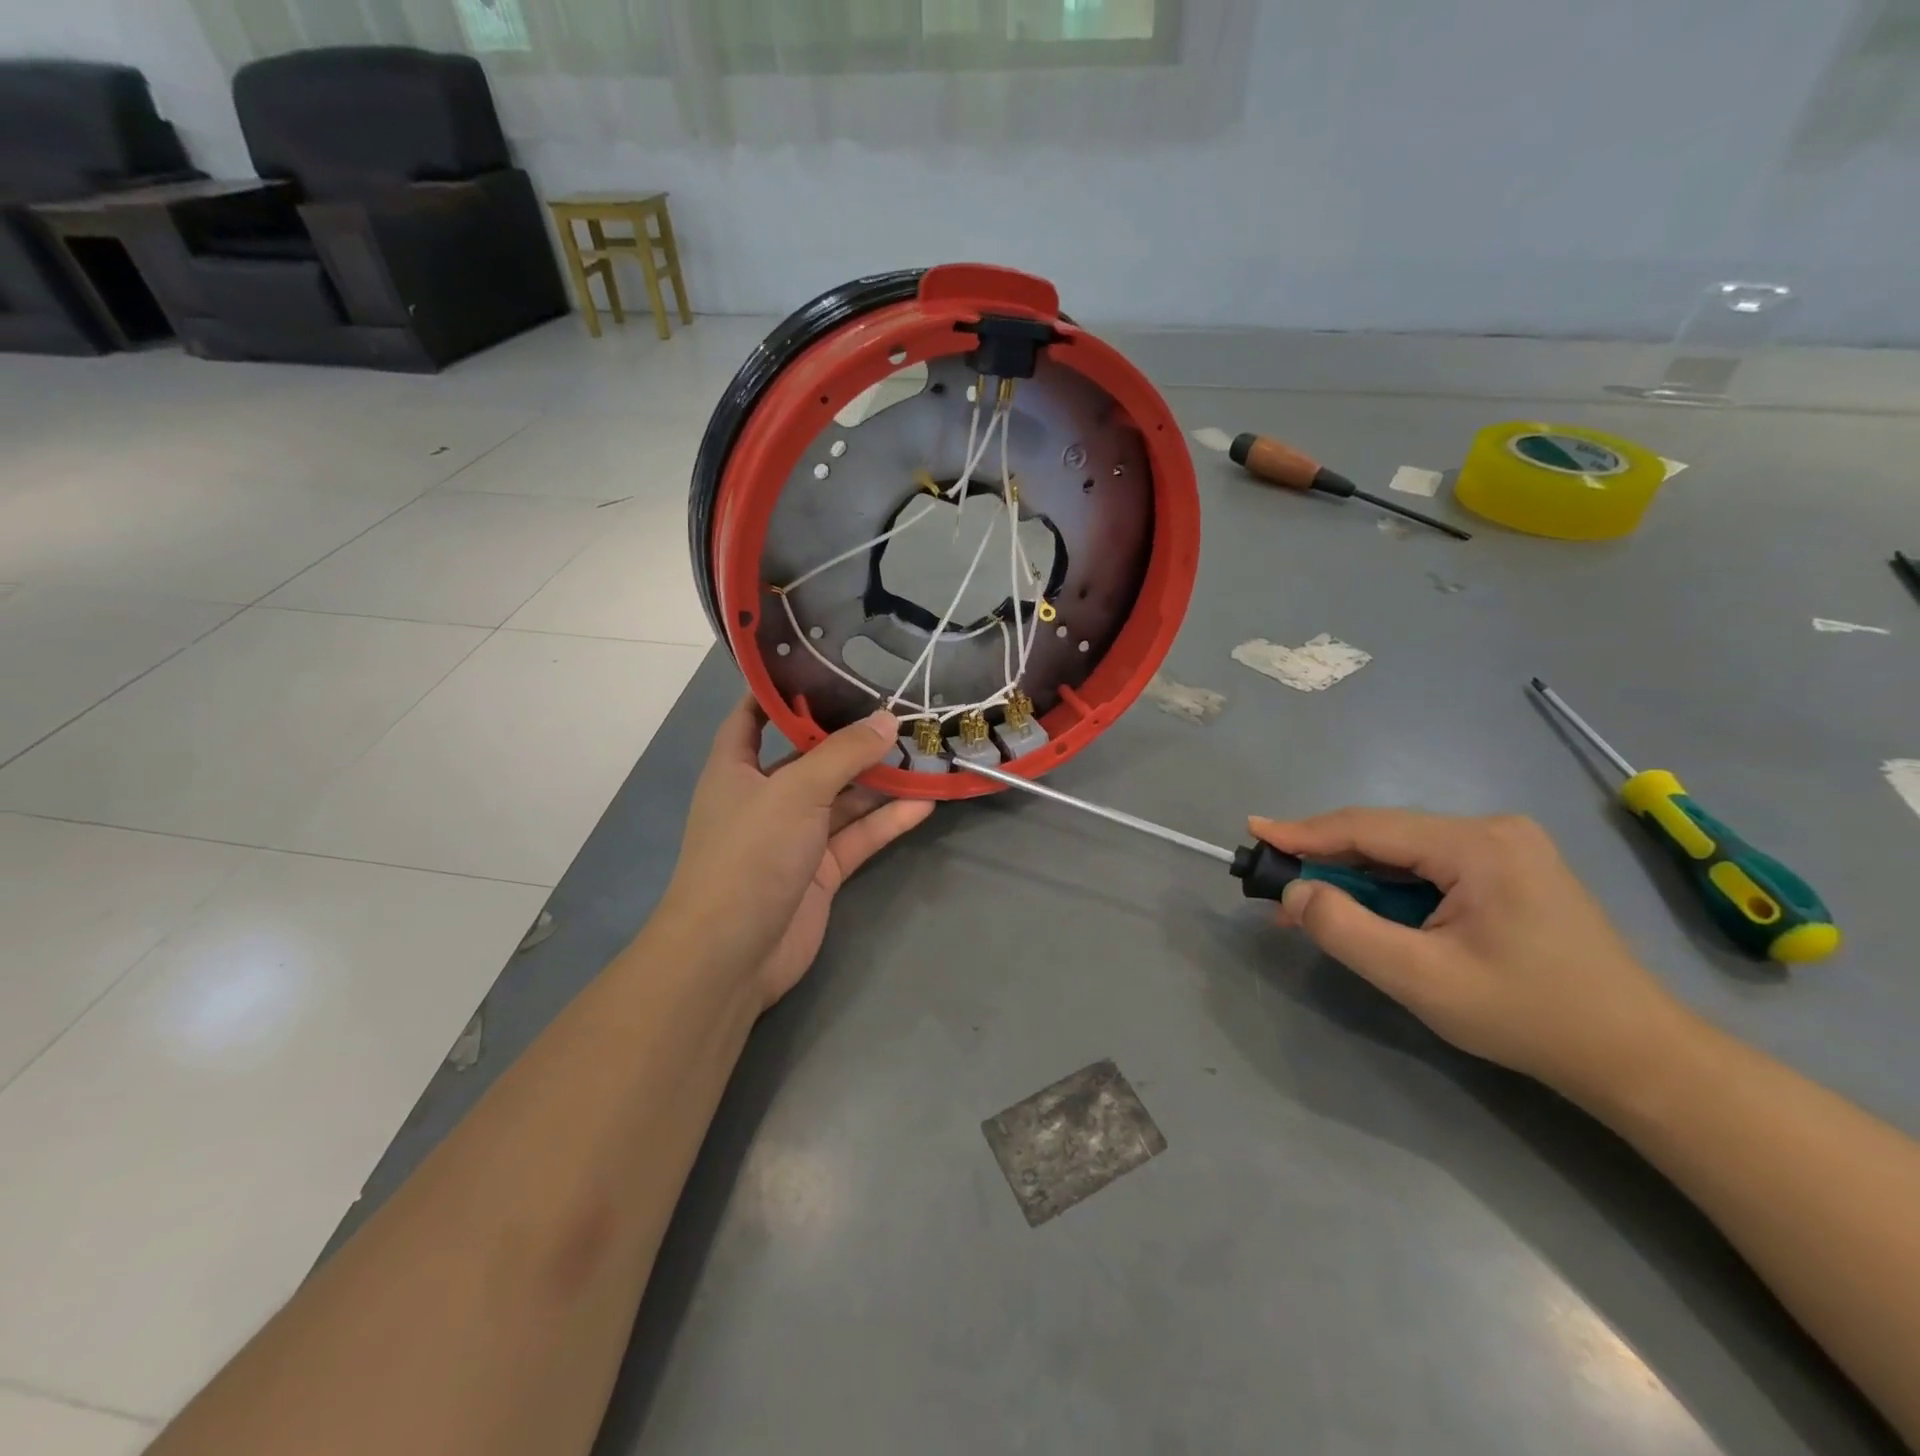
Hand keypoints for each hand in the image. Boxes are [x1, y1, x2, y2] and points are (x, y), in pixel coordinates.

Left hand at [661, 698, 933, 1010]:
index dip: (783, 689)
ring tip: (925, 752)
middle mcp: (766, 796)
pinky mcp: (821, 870)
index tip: (827, 664)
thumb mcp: (795, 792)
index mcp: (737, 767)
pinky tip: (925, 802)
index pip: (754, 715)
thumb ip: (843, 754)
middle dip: (852, 736)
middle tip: (900, 709)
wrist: (732, 955)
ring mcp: (795, 835)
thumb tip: (886, 720)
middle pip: (813, 756)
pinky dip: (888, 821)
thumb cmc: (749, 855)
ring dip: (880, 780)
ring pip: (844, 798)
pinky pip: (859, 836)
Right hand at [1250, 810, 1694, 1106]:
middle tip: (1274, 883)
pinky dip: (1388, 888)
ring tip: (1310, 904)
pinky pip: (1427, 866)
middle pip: (1384, 836)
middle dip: (1326, 859)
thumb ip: (1346, 930)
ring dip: (1355, 878)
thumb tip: (1294, 891)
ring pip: (1403, 852)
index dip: (1304, 832)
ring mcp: (1505, 847)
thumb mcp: (1421, 979)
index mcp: (1477, 845)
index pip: (1368, 827)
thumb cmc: (1527, 1016)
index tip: (1253, 831)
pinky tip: (1366, 910)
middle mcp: (1491, 830)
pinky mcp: (1507, 868)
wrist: (1635, 1056)